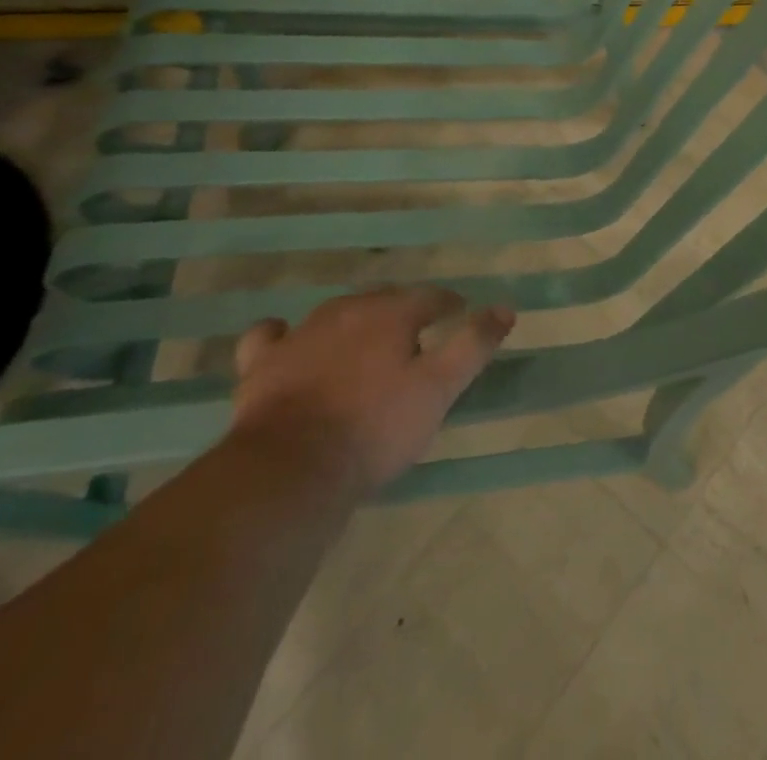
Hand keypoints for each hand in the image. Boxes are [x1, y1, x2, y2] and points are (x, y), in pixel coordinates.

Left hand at [230, 288, 514, 498]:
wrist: (290, 469)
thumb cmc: (375, 428)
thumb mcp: (439, 389)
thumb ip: (473, 345)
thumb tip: (505, 308)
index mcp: (392, 313)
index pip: (430, 297)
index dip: (448, 305)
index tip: (459, 316)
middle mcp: (347, 310)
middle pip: (383, 299)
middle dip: (403, 311)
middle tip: (416, 336)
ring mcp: (300, 334)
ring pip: (335, 313)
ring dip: (354, 322)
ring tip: (364, 344)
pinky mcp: (261, 364)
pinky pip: (271, 335)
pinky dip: (283, 336)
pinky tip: (290, 345)